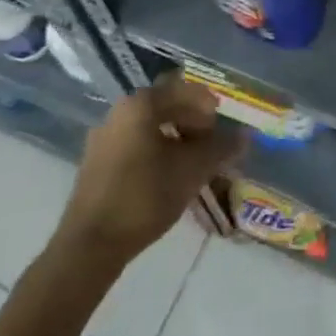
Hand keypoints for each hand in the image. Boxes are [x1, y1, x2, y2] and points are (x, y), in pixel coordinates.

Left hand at [56, 74, 244, 267]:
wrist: (90, 245)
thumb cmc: (144, 197)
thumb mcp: (191, 171)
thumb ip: (220, 149)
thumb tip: (245, 136)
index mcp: (140, 105)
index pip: (182, 89)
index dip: (207, 104)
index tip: (222, 125)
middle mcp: (119, 112)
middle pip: (164, 105)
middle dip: (192, 120)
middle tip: (211, 143)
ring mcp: (104, 137)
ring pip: (149, 126)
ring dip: (175, 136)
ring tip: (193, 162)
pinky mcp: (97, 162)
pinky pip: (134, 143)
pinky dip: (156, 150)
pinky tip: (168, 176)